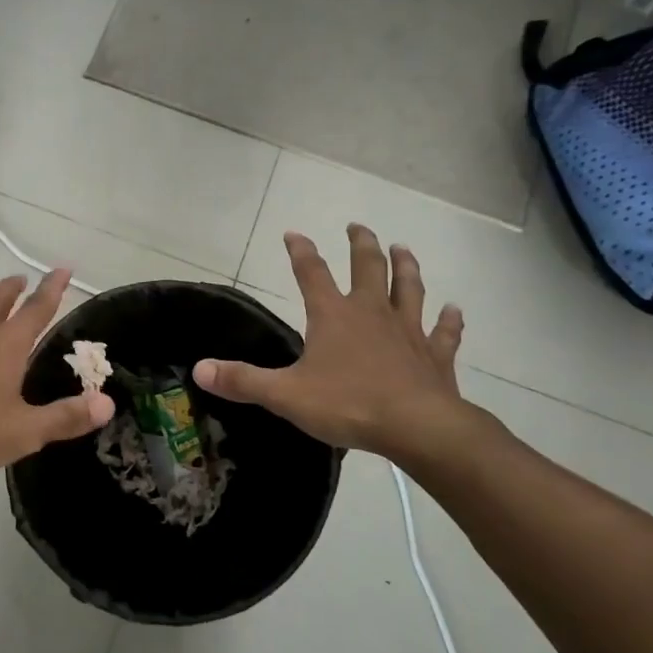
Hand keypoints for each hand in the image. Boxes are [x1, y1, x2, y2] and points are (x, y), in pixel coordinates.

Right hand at [192, 225, 497, 466]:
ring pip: (408, 289)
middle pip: (368, 267)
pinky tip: (454, 310)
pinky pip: (444, 333)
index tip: (293, 232)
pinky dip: (450, 320)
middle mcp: (371, 313)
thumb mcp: (285, 394)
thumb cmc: (348, 404)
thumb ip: (243, 380)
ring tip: (402, 248)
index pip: (311, 272)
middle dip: (361, 244)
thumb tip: (198, 369)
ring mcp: (408, 331)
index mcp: (333, 315)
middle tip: (358, 226)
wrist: (417, 427)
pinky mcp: (435, 356)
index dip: (301, 250)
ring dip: (405, 267)